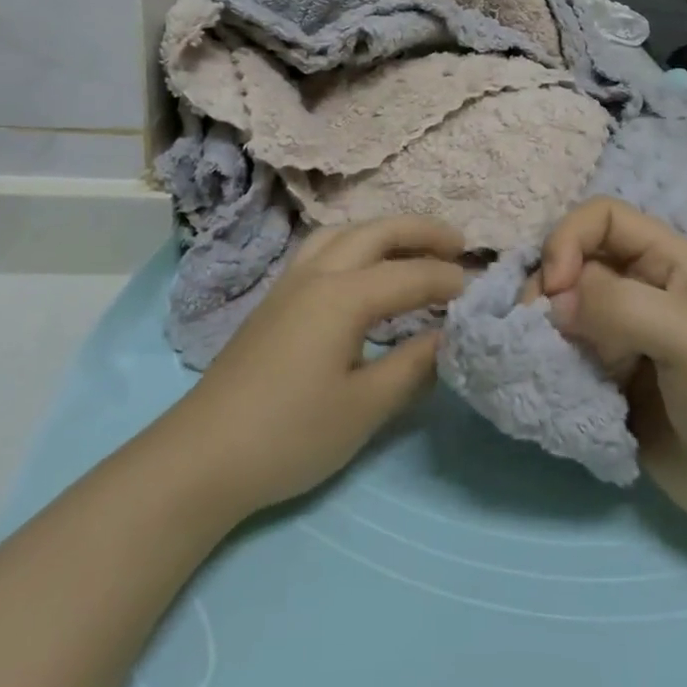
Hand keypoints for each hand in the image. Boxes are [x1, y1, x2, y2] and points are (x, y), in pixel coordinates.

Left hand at [157, 216, 465, 523]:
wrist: (204, 455)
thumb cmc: (290, 434)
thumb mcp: (363, 407)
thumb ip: (413, 366)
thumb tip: (450, 336)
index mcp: (342, 295)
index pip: (410, 276)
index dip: (449, 282)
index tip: (481, 292)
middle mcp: (317, 273)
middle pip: (376, 231)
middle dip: (421, 232)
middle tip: (459, 244)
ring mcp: (290, 281)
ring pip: (344, 232)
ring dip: (384, 231)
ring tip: (413, 248)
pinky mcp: (275, 298)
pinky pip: (323, 248)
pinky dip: (356, 244)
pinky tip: (363, 270)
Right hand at [541, 198, 686, 526]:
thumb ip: (621, 306)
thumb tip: (554, 303)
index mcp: (664, 257)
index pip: (600, 217)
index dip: (568, 239)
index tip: (556, 288)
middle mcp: (637, 282)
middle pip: (571, 257)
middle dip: (548, 285)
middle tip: (536, 326)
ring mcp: (618, 326)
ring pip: (560, 302)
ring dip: (543, 324)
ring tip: (542, 355)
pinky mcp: (604, 366)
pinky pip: (561, 344)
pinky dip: (547, 354)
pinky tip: (547, 372)